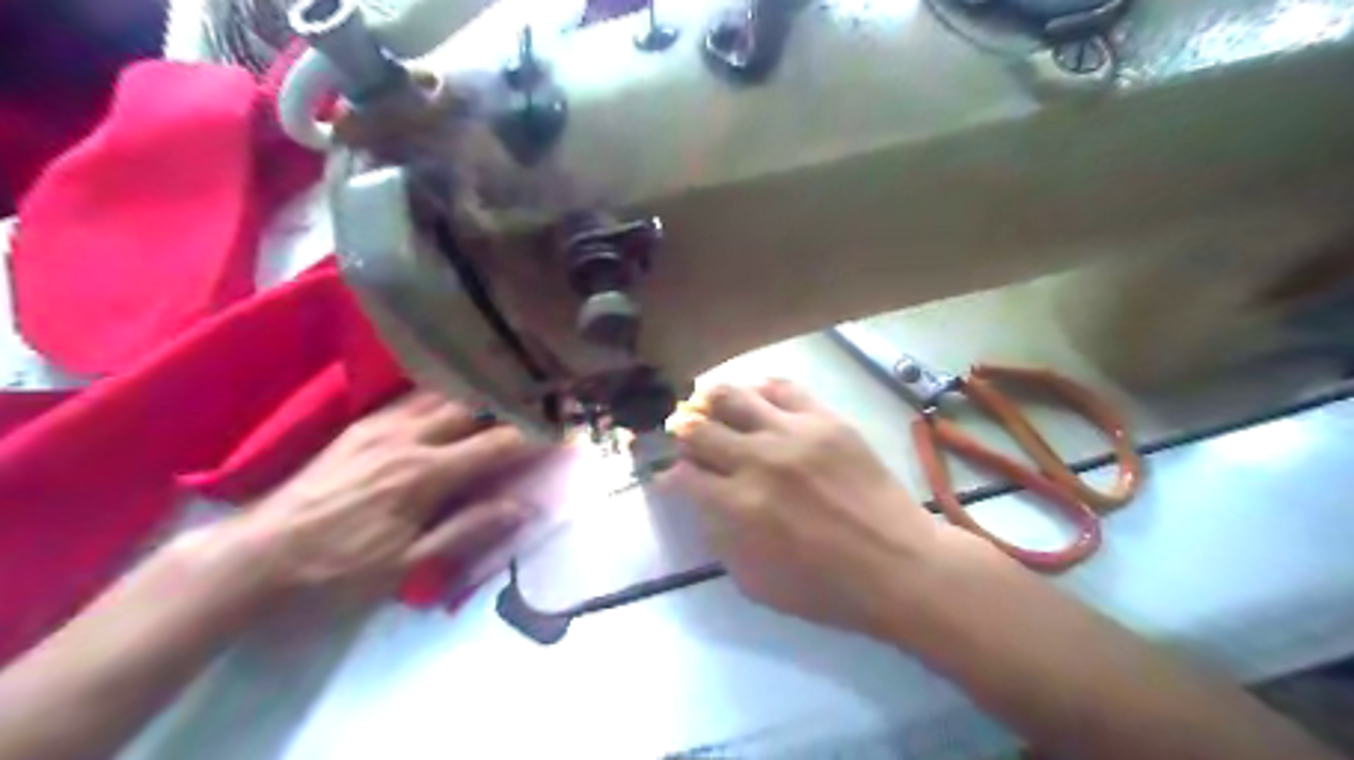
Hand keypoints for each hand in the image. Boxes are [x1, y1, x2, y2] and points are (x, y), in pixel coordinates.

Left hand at [204, 393, 534, 598]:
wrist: (256, 556)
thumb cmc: (338, 569)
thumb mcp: (407, 565)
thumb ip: (468, 529)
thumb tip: (522, 505)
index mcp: (426, 474)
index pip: (497, 443)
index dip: (534, 436)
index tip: (562, 431)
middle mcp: (409, 437)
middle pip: (472, 405)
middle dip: (510, 401)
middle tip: (539, 401)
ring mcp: (381, 425)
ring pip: (442, 394)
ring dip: (477, 392)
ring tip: (505, 391)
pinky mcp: (360, 425)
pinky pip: (412, 397)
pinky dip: (443, 394)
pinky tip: (452, 398)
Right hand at [672, 377, 979, 634]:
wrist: (898, 565)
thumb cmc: (825, 587)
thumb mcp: (755, 582)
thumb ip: (718, 537)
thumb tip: (697, 498)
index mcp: (738, 507)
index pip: (683, 475)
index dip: (670, 475)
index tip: (675, 477)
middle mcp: (758, 461)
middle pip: (698, 429)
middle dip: (684, 436)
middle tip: (690, 441)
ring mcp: (793, 433)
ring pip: (731, 395)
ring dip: (712, 404)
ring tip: (715, 412)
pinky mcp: (825, 419)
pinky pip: (782, 386)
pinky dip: (760, 391)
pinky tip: (759, 403)